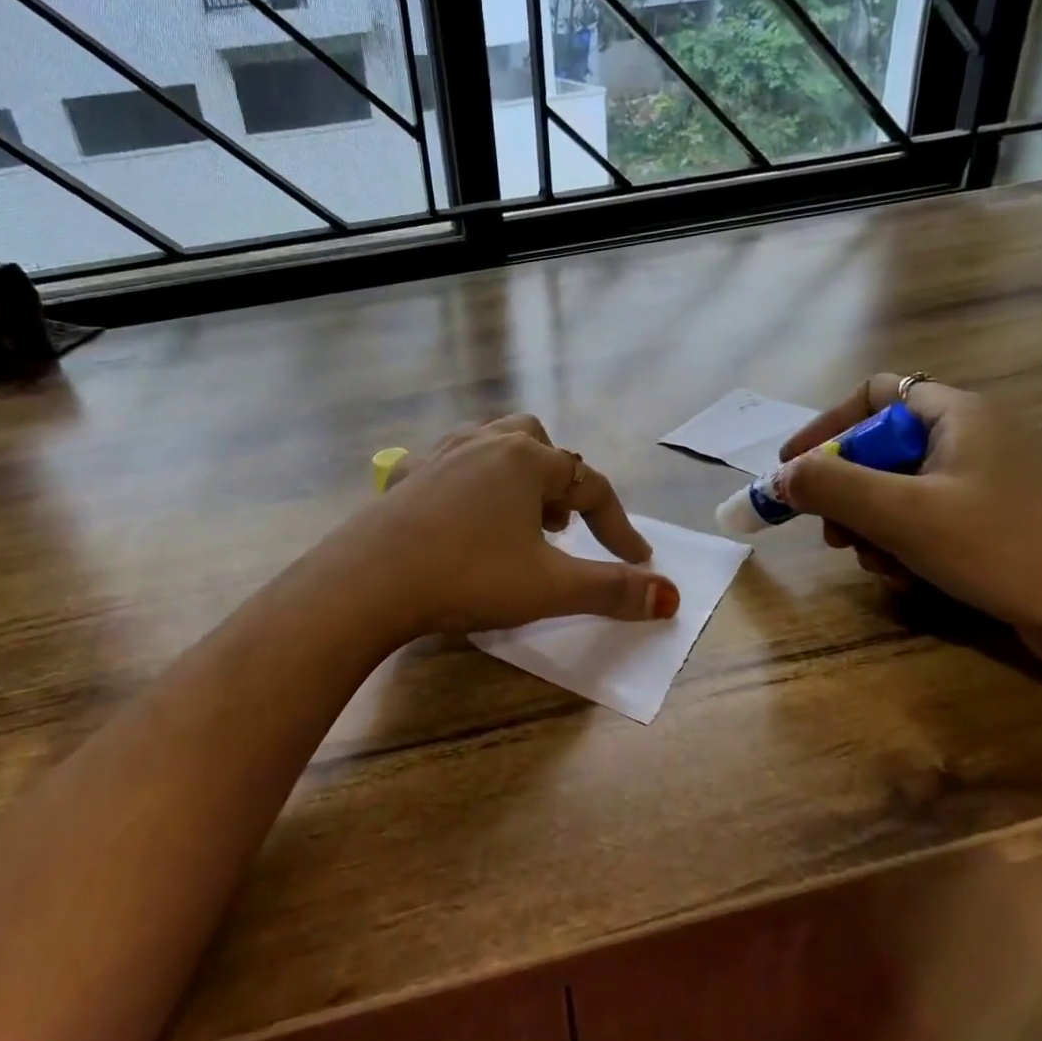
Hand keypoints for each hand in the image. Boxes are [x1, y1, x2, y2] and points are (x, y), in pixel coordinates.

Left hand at [338, 415, 679, 637]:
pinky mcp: (409, 477)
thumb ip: (612, 590)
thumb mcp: (550, 587)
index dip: (618, 526)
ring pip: (494, 444)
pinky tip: (463, 515)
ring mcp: (442, 455)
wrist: (371, 580)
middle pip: (540, 445)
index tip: (637, 562)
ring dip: (517, 477)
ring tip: (518, 519)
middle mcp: (486, 443)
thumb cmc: (469, 576)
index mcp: (527, 460)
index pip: (591, 487)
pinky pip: (450, 463)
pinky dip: (470, 482)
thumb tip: (670, 597)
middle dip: (560, 485)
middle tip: (559, 528)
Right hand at [776, 374, 1041, 695]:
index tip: (792, 469)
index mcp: (957, 415)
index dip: (825, 427)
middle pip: (880, 448)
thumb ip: (830, 486)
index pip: (872, 394)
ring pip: (900, 491)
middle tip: (832, 532)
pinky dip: (905, 544)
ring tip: (875, 564)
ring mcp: (989, 481)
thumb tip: (779, 478)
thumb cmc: (1003, 547)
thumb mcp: (902, 514)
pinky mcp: (999, 520)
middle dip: (846, 492)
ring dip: (872, 527)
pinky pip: (929, 519)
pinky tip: (906, 578)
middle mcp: (973, 436)